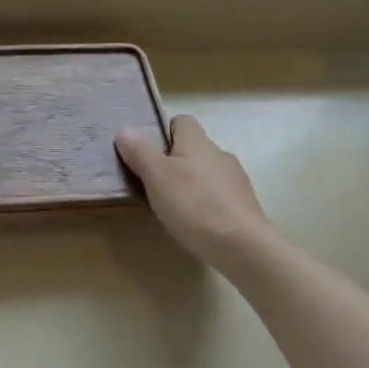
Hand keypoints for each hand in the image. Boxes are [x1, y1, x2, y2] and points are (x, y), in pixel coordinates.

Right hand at [115, 114, 276, 266]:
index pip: (182, 121)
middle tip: (152, 183)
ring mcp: (235, 179)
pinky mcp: (244, 205)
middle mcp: (219, 153)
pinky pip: (218, 195)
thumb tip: (124, 129)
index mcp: (197, 141)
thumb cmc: (193, 203)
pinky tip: (195, 222)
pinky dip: (204, 203)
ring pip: (205, 172)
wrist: (241, 246)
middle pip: (193, 148)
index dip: (163, 131)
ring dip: (190, 183)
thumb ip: (139, 151)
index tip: (147, 151)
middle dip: (174, 161)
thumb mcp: (155, 176)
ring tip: (172, 206)